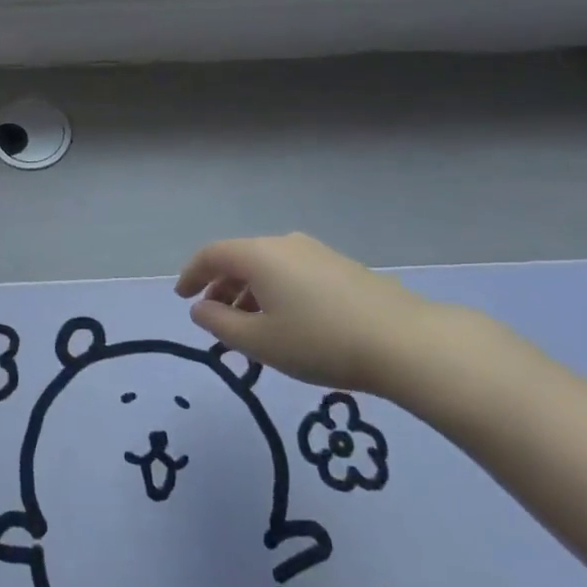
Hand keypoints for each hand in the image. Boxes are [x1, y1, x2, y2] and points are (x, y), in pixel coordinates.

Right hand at [174, 233, 476, 395]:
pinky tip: (285, 324)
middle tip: (212, 317)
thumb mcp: (259, 342)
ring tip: (248, 329)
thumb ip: (220, 324)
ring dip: (249, 293)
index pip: (212, 254)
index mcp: (259, 255)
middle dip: (220, 287)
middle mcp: (284, 244)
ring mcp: (316, 253)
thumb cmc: (320, 342)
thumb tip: (200, 308)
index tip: (181, 297)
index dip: (191, 274)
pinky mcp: (341, 268)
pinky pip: (292, 274)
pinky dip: (275, 293)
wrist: (405, 342)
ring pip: (268, 267)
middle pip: (240, 258)